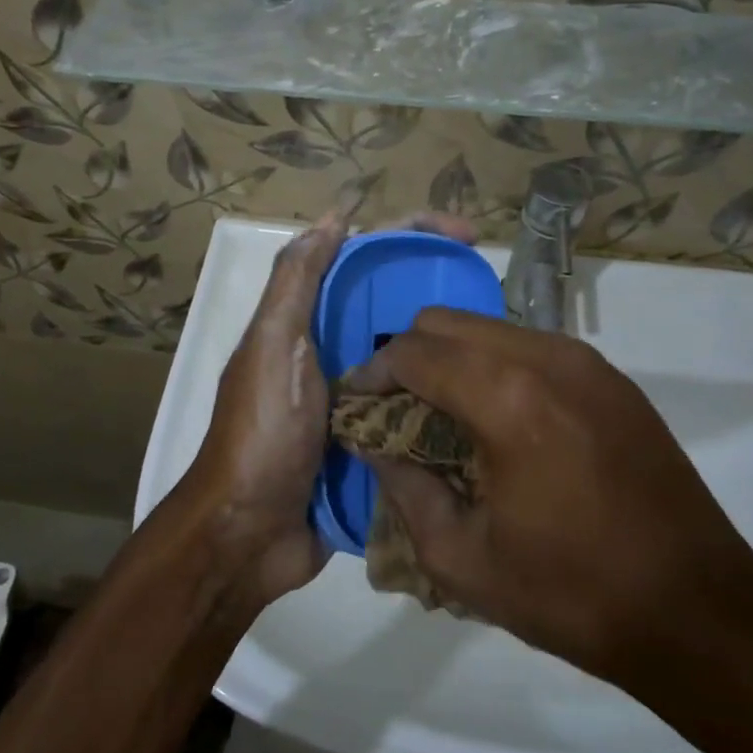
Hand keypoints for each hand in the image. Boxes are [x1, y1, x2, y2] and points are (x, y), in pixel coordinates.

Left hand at [185, 212, 478, 608]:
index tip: (467, 233)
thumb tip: (334, 218)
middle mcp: (333, 352)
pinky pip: (414, 408)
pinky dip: (444, 399)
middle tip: (496, 291)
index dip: (413, 235)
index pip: (365, 259)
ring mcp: (355, 399)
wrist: (248, 534)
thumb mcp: (272, 347)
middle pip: (394, 304)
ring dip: (448, 346)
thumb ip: (296, 283)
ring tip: (504, 341)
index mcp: (309, 322)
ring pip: (410, 356)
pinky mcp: (373, 442)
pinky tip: (484, 397)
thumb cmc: (262, 433)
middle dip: (441, 287)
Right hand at [342, 309, 752, 752]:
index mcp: (506, 397)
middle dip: (408, 357)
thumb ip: (405, 488)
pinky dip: (496, 366)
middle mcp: (546, 357)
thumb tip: (375, 444)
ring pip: (490, 328)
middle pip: (447, 322)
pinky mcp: (612, 378)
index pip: (412, 352)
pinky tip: (499, 421)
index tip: (357, 407)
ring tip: (444, 416)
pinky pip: (532, 347)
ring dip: (454, 359)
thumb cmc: (572, 594)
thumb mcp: (462, 559)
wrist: (699, 612)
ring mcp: (586, 361)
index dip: (372, 375)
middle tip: (396, 410)